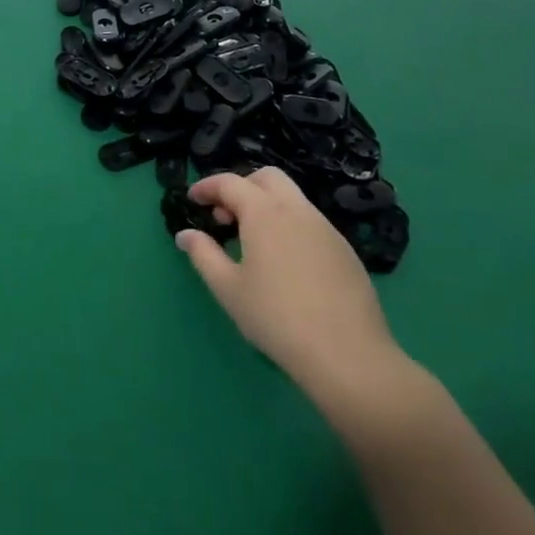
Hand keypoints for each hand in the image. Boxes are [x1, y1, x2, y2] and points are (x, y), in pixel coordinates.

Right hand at [175, 168, 410, 413]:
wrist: (349, 357)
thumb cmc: (277, 318)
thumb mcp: (228, 288)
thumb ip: (203, 254)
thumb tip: (185, 234)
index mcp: (265, 213)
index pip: (230, 182)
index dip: (207, 186)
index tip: (193, 200)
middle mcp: (297, 210)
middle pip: (267, 178)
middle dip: (242, 187)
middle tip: (226, 216)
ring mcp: (326, 229)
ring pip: (292, 199)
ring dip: (267, 206)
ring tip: (253, 242)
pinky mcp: (346, 252)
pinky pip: (311, 223)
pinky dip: (290, 226)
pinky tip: (285, 263)